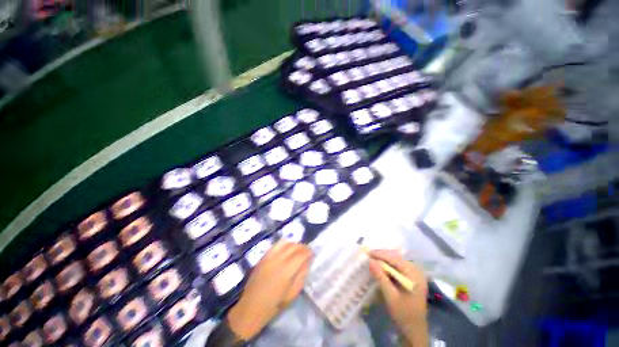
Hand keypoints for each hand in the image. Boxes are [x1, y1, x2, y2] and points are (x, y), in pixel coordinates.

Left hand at [227, 241, 312, 339]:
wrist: (251, 307)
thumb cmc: (274, 304)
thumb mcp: (293, 293)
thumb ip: (301, 274)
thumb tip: (307, 261)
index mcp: (286, 271)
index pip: (301, 254)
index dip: (308, 252)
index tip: (312, 253)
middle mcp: (278, 260)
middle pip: (293, 246)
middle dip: (302, 247)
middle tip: (306, 251)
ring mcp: (269, 257)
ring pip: (285, 243)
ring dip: (293, 244)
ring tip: (297, 249)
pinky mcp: (263, 257)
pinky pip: (275, 245)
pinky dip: (283, 244)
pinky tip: (286, 249)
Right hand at [369, 250, 427, 346]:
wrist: (414, 329)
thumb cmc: (403, 314)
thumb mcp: (390, 296)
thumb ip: (381, 277)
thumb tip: (370, 261)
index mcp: (414, 274)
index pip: (395, 259)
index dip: (381, 254)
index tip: (368, 253)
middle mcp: (416, 270)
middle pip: (396, 257)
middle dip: (382, 255)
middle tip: (369, 255)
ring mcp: (415, 274)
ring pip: (397, 260)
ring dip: (385, 259)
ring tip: (373, 258)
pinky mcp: (412, 277)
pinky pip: (399, 266)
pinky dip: (389, 265)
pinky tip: (382, 266)